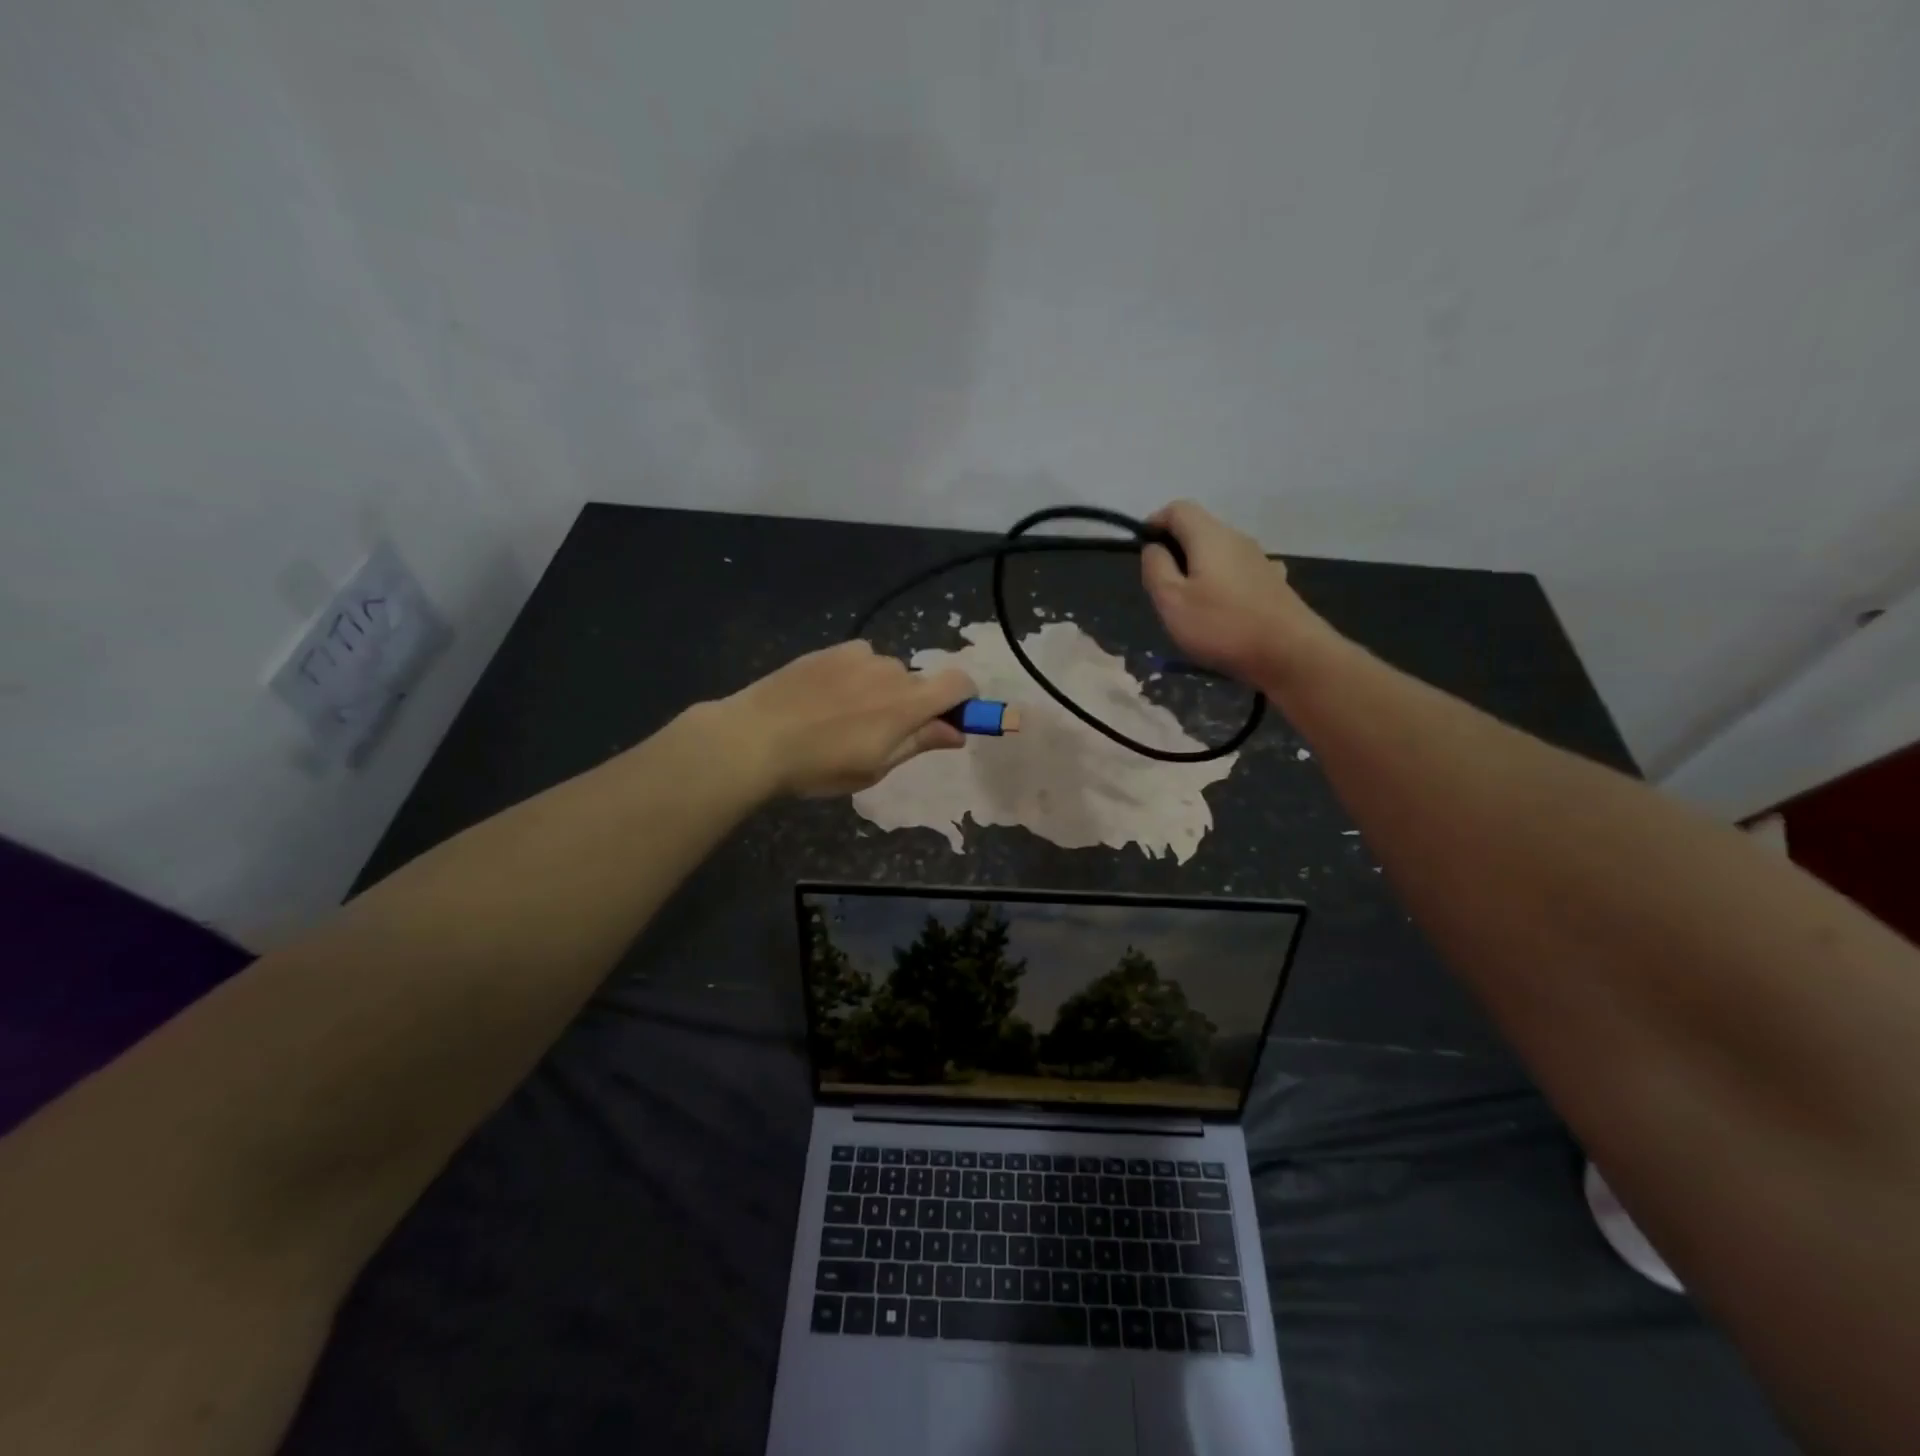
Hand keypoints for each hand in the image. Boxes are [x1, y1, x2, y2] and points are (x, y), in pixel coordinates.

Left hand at [715, 641, 975, 797]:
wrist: (754, 738)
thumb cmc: (819, 765)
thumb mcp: (875, 767)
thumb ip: (920, 743)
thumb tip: (957, 732)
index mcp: (907, 703)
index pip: (959, 683)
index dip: (966, 700)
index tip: (952, 720)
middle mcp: (890, 670)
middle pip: (920, 682)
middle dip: (913, 705)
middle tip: (882, 735)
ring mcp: (858, 655)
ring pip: (887, 672)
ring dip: (882, 691)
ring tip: (843, 718)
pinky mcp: (831, 650)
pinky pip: (860, 661)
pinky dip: (856, 677)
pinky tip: (825, 699)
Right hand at [1140, 500, 1331, 686]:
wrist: (1290, 654)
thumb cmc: (1222, 625)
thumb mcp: (1172, 600)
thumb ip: (1156, 568)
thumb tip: (1154, 548)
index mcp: (1209, 536)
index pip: (1177, 509)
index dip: (1154, 523)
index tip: (1143, 553)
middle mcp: (1237, 539)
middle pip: (1198, 530)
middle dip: (1174, 552)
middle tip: (1162, 589)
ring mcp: (1259, 560)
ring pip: (1218, 553)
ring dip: (1198, 570)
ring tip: (1190, 607)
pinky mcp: (1273, 584)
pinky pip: (1238, 573)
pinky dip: (1222, 583)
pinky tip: (1223, 609)